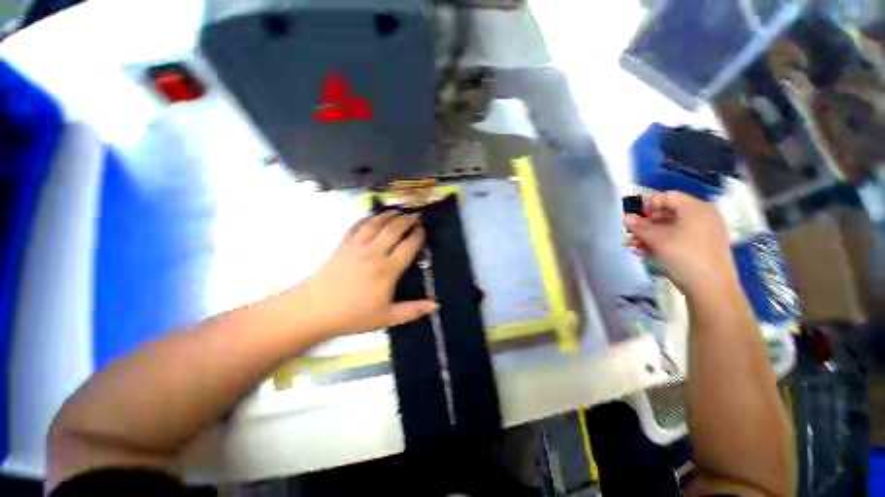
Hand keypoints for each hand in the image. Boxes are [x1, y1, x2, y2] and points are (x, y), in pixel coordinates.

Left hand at [297, 211, 436, 337]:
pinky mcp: (343, 244)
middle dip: (407, 219)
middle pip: (394, 229)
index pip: (408, 246)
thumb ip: (412, 310)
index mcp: (387, 270)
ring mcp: (357, 246)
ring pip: (376, 223)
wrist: (314, 310)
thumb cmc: (353, 315)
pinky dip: (367, 218)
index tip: (423, 230)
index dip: (418, 236)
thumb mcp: (387, 318)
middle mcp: (374, 253)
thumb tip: (435, 305)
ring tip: (398, 210)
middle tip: (415, 215)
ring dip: (389, 214)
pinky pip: (357, 225)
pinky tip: (373, 217)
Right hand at [624, 191, 735, 295]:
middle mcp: (702, 217)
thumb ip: (640, 226)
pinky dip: (661, 242)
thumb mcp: (658, 240)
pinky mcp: (702, 246)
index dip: (648, 205)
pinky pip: (678, 237)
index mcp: (696, 209)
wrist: (711, 288)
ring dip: (650, 235)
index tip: (634, 219)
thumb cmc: (685, 257)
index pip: (667, 197)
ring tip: (636, 246)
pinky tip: (647, 252)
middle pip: (668, 212)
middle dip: (646, 223)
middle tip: (631, 234)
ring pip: (671, 227)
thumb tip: (626, 217)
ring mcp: (703, 232)